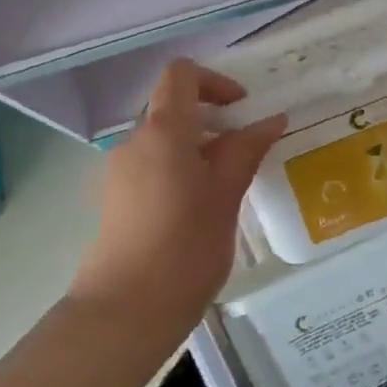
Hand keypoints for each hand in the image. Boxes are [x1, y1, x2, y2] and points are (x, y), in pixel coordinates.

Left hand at [69, 60, 284, 346]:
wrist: (125, 311)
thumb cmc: (185, 247)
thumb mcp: (226, 194)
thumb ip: (246, 150)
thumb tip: (270, 119)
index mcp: (163, 130)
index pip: (181, 75)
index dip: (214, 81)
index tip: (241, 109)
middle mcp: (135, 141)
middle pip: (171, 106)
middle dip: (211, 119)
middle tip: (245, 149)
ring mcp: (120, 171)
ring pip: (163, 140)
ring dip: (197, 148)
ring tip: (228, 185)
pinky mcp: (116, 199)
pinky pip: (151, 166)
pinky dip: (179, 170)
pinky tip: (200, 209)